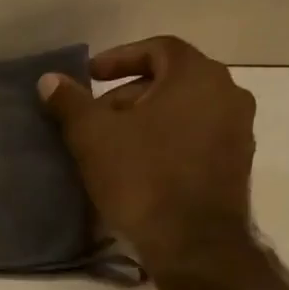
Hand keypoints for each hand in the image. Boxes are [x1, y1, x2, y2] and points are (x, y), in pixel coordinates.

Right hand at [38, 35, 255, 273]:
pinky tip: (139, 168)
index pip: (158, 48)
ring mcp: (238, 131)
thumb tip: (49, 80)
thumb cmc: (141, 177)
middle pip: (171, 81)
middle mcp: (228, 94)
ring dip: (148, 121)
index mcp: (197, 76)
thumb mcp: (93, 137)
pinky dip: (167, 142)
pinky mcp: (236, 165)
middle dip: (129, 96)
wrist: (192, 241)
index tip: (90, 77)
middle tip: (95, 118)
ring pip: (184, 112)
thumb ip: (70, 103)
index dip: (119, 58)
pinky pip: (196, 139)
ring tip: (113, 146)